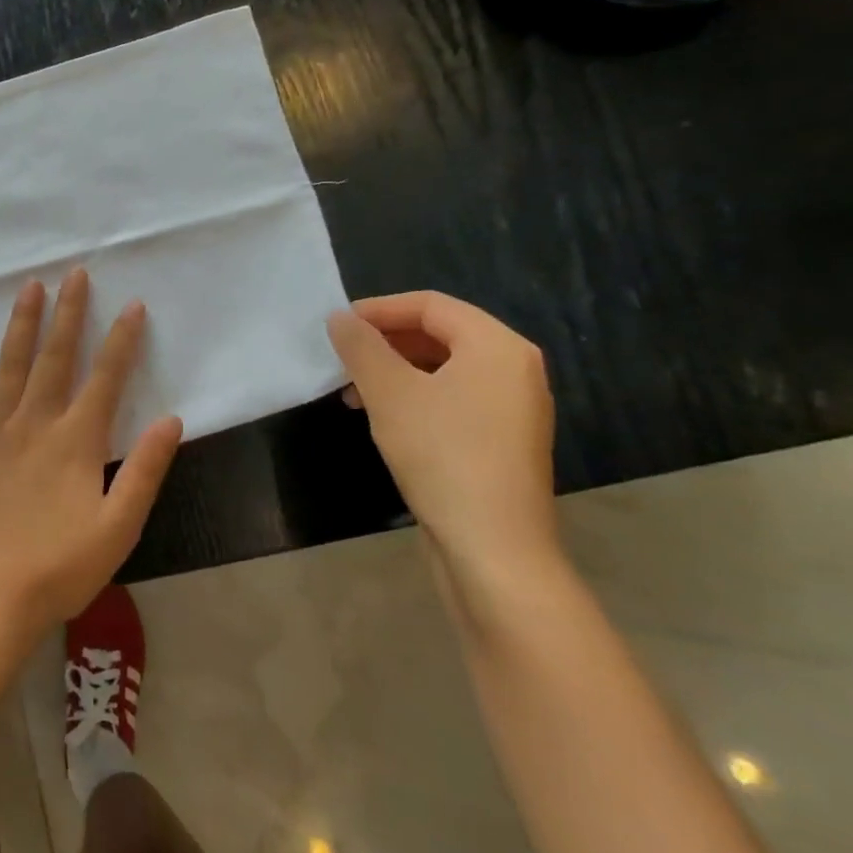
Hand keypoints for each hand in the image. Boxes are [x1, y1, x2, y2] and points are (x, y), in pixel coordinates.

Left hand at [0, 269, 183, 632]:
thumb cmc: (62, 567)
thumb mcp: (120, 526)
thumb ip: (147, 471)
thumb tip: (172, 420)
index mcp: (76, 442)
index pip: (105, 379)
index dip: (121, 340)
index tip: (131, 305)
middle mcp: (35, 425)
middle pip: (56, 359)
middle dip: (68, 314)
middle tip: (74, 274)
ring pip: (9, 368)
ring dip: (20, 326)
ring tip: (27, 288)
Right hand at [327, 292, 561, 605]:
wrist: (493, 547)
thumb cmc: (442, 455)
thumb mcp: (390, 394)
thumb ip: (361, 348)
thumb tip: (340, 318)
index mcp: (498, 346)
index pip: (431, 305)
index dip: (379, 309)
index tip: (337, 325)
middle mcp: (515, 369)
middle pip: (440, 334)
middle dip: (385, 341)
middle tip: (343, 358)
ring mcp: (514, 407)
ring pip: (444, 368)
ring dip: (395, 371)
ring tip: (354, 392)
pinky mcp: (503, 439)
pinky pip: (454, 397)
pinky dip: (415, 396)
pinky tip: (384, 418)